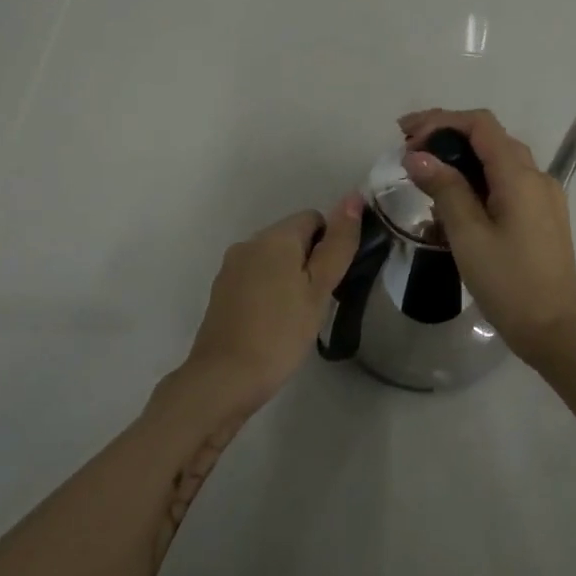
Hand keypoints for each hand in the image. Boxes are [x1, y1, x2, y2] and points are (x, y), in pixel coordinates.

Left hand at [181, 195, 363, 410]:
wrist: (224, 378)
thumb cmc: (281, 332)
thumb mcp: (319, 288)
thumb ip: (338, 243)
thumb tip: (354, 197)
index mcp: (275, 236)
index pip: (314, 218)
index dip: (331, 245)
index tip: (333, 281)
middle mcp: (249, 242)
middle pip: (292, 237)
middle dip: (310, 262)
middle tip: (319, 302)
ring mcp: (231, 267)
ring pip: (273, 260)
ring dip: (290, 278)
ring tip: (297, 317)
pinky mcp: (222, 291)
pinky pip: (256, 278)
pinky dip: (270, 292)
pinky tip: (274, 323)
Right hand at [399, 108, 575, 358]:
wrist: (555, 331)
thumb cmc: (508, 283)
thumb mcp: (468, 235)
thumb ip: (444, 189)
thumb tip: (417, 156)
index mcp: (520, 176)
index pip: (480, 125)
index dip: (440, 121)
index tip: (406, 137)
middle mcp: (537, 177)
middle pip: (490, 138)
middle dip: (447, 136)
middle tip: (408, 150)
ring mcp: (543, 197)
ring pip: (499, 161)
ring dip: (461, 159)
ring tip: (425, 174)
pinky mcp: (542, 216)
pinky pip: (507, 184)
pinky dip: (478, 181)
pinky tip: (454, 202)